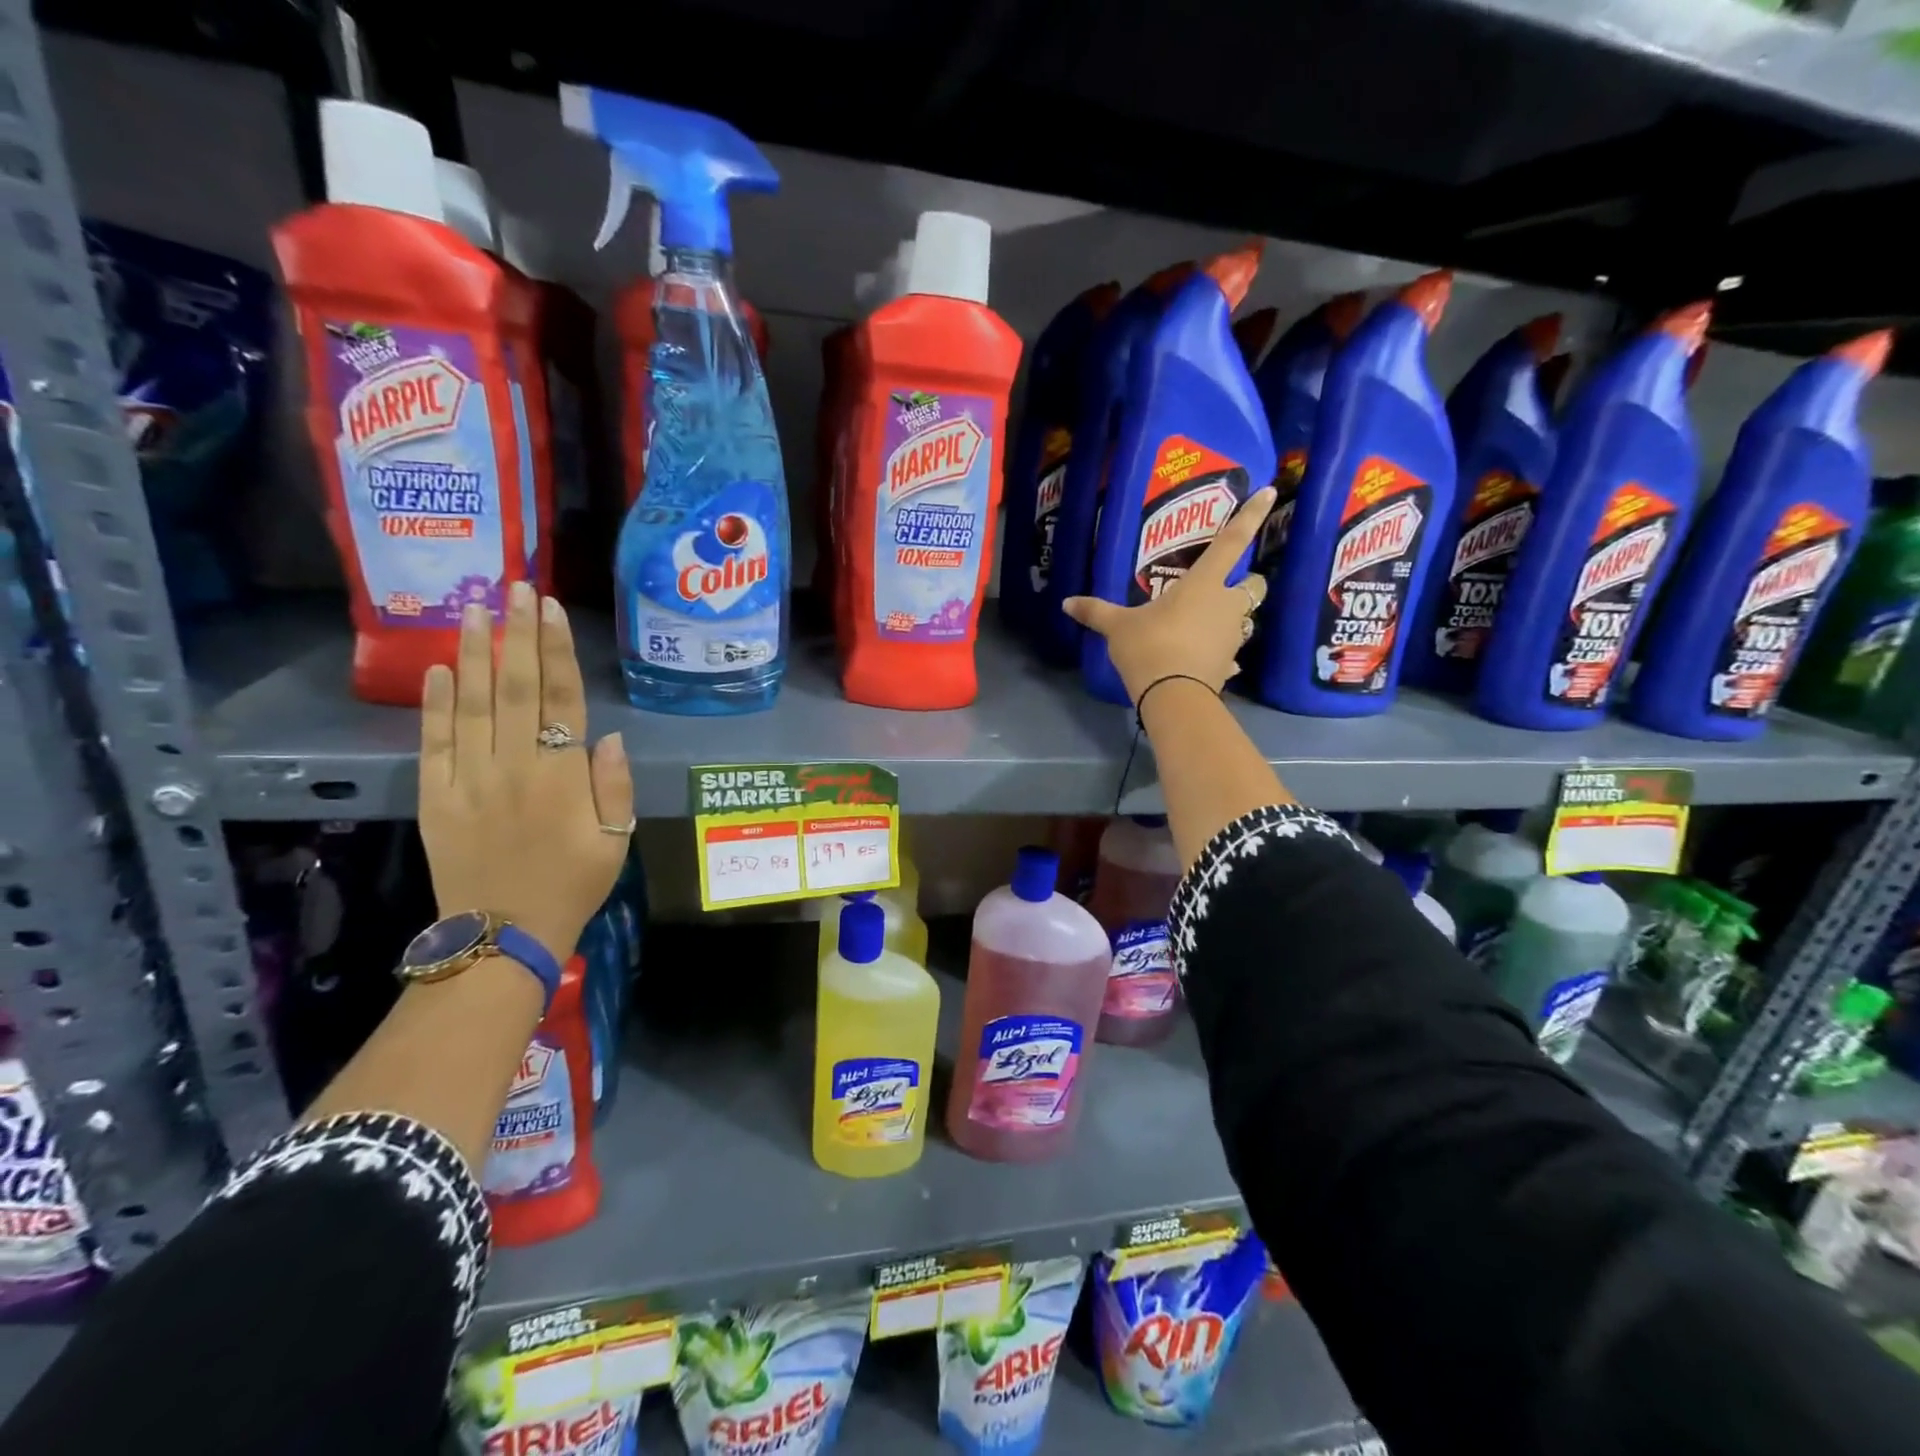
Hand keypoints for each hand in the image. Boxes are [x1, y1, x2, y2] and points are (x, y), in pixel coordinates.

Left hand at [418, 581, 633, 962]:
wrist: (503, 936)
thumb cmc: (573, 885)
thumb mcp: (617, 841)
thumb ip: (614, 786)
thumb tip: (608, 735)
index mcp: (563, 777)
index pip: (560, 699)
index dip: (556, 651)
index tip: (549, 609)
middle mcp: (515, 767)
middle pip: (514, 688)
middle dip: (516, 634)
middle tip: (513, 587)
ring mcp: (470, 779)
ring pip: (470, 704)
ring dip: (471, 653)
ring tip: (472, 609)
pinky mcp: (436, 796)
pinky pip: (435, 742)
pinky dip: (434, 704)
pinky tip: (436, 669)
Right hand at [1064, 486, 1274, 704]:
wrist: (1173, 697)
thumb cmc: (1150, 647)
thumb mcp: (1117, 628)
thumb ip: (1095, 612)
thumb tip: (1066, 602)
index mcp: (1203, 584)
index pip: (1231, 541)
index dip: (1251, 515)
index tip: (1270, 491)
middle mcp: (1226, 604)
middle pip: (1254, 584)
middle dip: (1245, 582)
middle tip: (1222, 588)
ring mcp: (1233, 635)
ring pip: (1246, 618)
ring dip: (1232, 618)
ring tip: (1207, 625)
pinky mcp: (1231, 663)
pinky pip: (1231, 652)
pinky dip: (1221, 653)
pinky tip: (1204, 659)